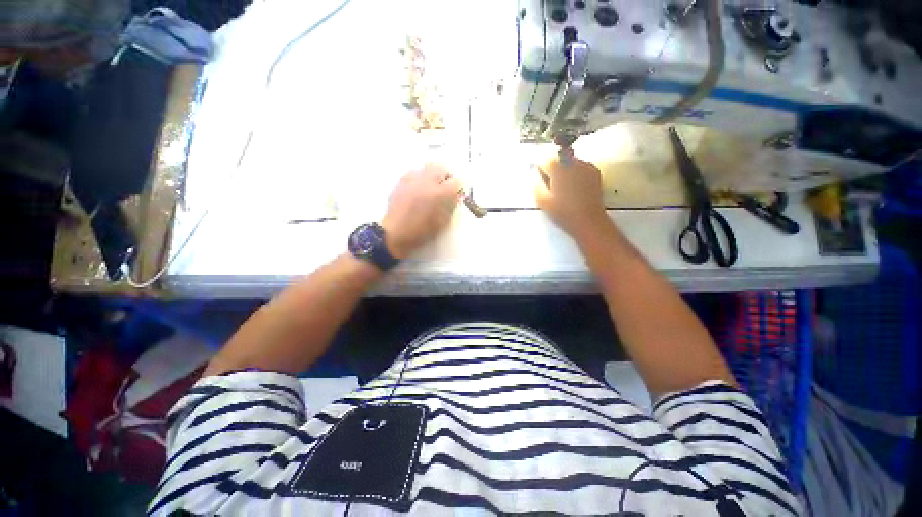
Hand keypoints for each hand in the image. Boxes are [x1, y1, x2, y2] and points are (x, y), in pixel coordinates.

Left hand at [382, 164, 461, 258]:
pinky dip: (420, 177)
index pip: (456, 181)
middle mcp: (427, 182)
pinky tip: (418, 187)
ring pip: (427, 166)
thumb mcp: (442, 222)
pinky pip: (415, 171)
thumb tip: (456, 196)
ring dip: (433, 174)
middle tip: (445, 186)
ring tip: (431, 186)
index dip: (458, 187)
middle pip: (442, 167)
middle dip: (446, 175)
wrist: (396, 233)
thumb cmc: (422, 231)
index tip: (456, 193)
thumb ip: (451, 206)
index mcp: (440, 194)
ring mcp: (413, 179)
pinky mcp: (402, 181)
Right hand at [533, 149, 609, 240]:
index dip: (541, 170)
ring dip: (564, 171)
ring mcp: (587, 165)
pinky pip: (580, 168)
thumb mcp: (541, 199)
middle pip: (558, 159)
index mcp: (559, 166)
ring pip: (570, 162)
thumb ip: (536, 181)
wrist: (588, 221)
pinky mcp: (595, 172)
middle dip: (553, 169)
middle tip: (551, 187)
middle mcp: (573, 161)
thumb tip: (534, 171)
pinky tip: (574, 189)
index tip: (540, 181)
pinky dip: (575, 174)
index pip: (545, 159)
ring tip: (563, 189)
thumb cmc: (562, 212)